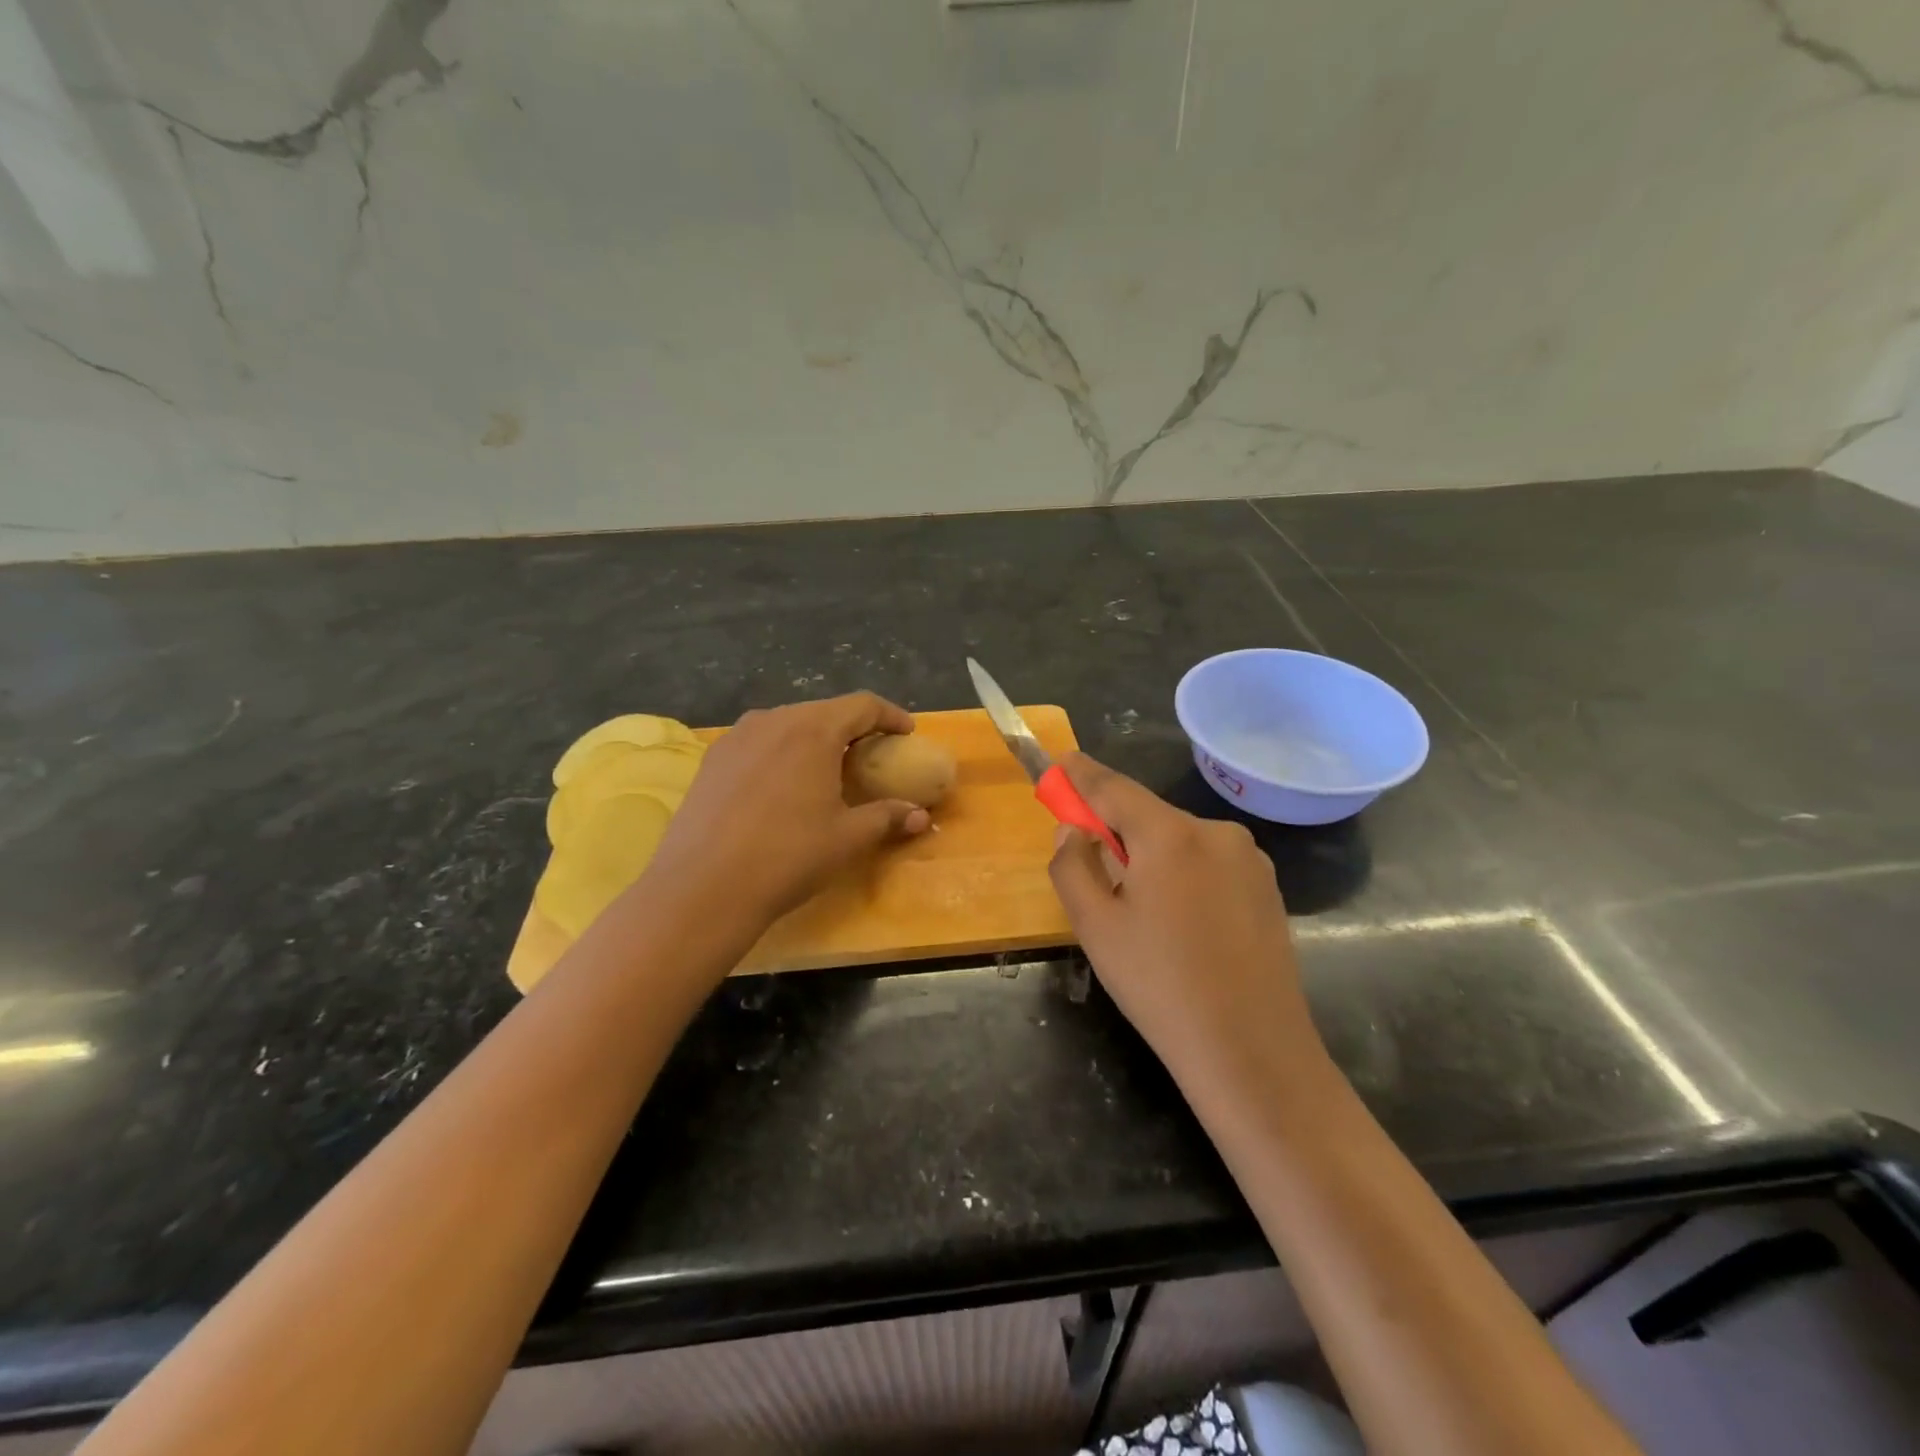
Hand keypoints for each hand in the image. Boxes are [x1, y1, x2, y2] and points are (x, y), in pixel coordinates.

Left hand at [643, 693, 931, 929]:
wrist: (703, 888)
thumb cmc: (787, 857)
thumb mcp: (847, 838)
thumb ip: (887, 818)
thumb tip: (921, 816)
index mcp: (813, 730)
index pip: (862, 705)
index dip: (890, 715)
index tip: (906, 732)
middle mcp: (774, 720)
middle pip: (824, 710)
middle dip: (853, 727)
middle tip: (870, 753)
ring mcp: (736, 736)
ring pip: (788, 723)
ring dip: (815, 737)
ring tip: (827, 766)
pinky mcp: (712, 758)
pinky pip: (759, 741)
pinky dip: (782, 750)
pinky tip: (783, 782)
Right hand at [1047, 753, 1325, 1093]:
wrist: (1252, 1052)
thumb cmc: (1160, 986)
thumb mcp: (1095, 927)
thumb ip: (1071, 866)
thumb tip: (1073, 830)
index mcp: (1170, 835)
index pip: (1113, 787)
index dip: (1081, 775)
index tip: (1060, 762)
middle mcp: (1215, 832)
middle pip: (1148, 815)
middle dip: (1114, 827)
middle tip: (1089, 858)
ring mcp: (1249, 859)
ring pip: (1179, 840)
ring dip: (1150, 854)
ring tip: (1139, 909)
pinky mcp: (1267, 887)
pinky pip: (1208, 862)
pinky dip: (1182, 872)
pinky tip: (1179, 921)